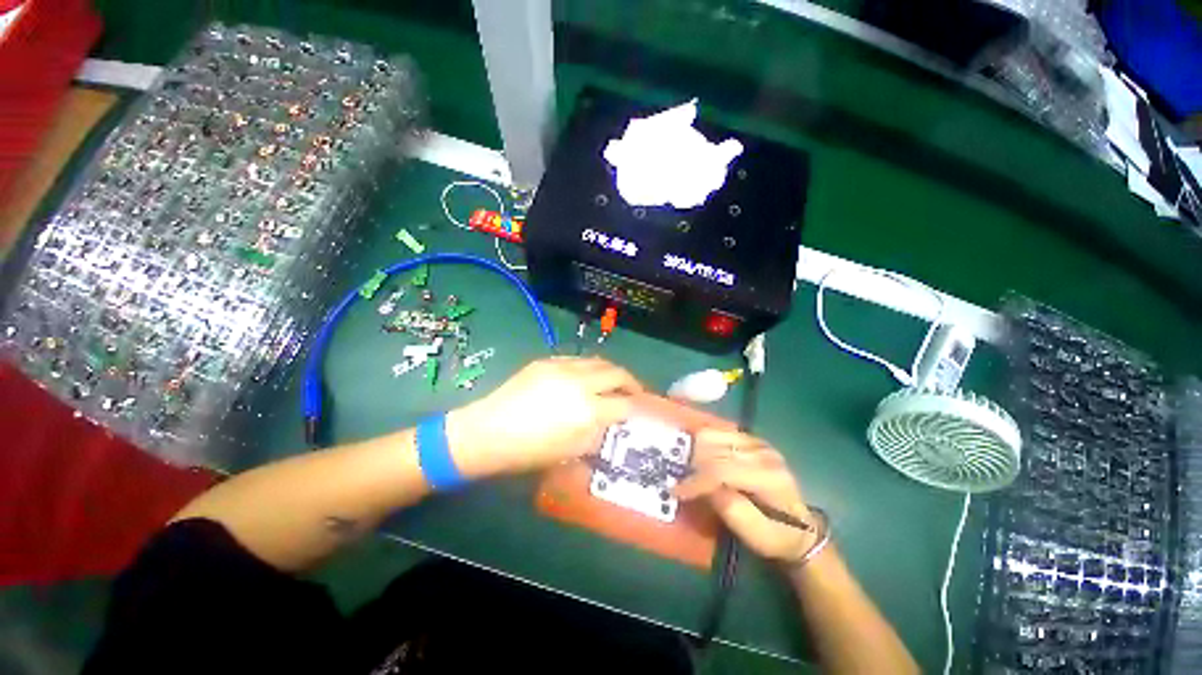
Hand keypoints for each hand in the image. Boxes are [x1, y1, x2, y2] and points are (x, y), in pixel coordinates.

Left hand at [445, 357, 642, 478]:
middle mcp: (580, 382)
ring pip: (599, 361)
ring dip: (612, 371)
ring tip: (613, 382)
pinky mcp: (547, 360)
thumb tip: (612, 422)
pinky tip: (586, 377)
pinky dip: (590, 367)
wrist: (487, 431)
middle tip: (634, 392)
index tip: (638, 410)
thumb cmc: (528, 451)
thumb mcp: (570, 450)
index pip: (625, 403)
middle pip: (618, 373)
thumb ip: (597, 433)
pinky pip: (578, 359)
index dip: (635, 407)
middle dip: (631, 383)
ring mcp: (562, 367)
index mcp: (587, 410)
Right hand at [675, 430, 819, 564]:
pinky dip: (704, 442)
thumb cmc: (777, 537)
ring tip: (690, 469)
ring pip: (713, 434)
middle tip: (680, 480)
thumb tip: (704, 488)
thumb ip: (730, 509)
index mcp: (769, 478)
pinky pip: (718, 432)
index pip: (722, 470)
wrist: (800, 528)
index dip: (696, 480)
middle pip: (714, 449)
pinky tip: (700, 457)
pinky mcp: (751, 438)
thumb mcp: (755, 535)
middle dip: (692, 464)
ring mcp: (758, 442)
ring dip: (696, 450)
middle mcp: (764, 453)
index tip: (675, 491)